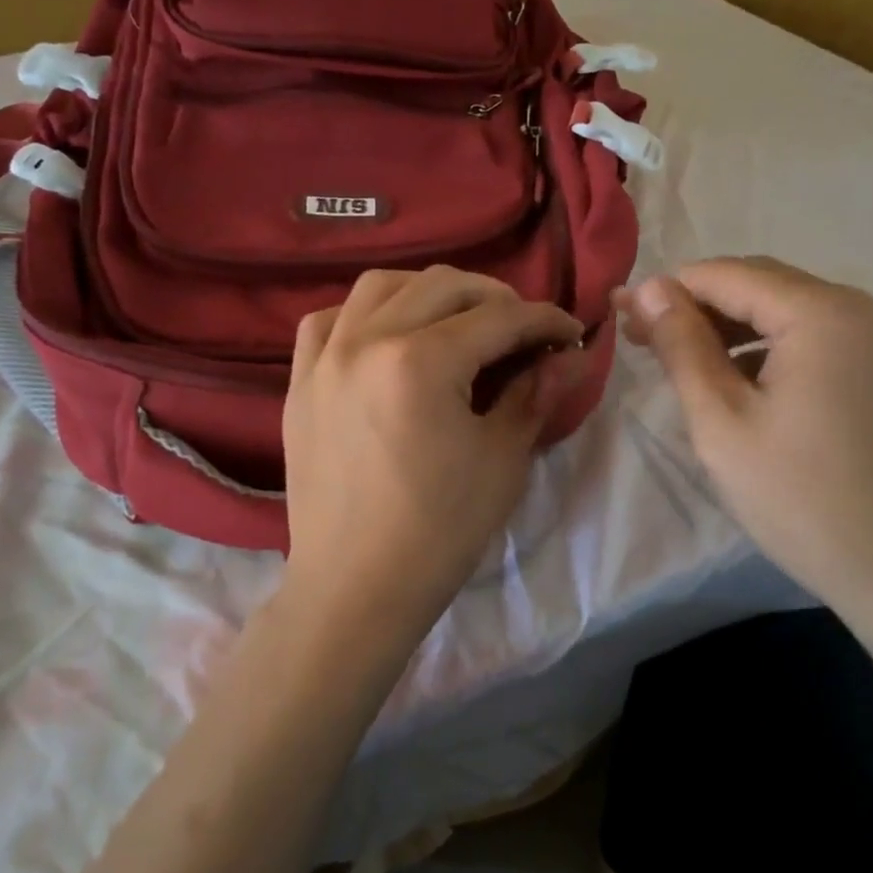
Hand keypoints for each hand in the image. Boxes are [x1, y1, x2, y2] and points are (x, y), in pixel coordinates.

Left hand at [281, 266, 587, 656]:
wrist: (356, 587)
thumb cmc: (439, 530)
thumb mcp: (502, 460)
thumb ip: (536, 392)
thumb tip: (572, 353)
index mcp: (420, 361)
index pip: (498, 317)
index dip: (544, 320)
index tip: (571, 332)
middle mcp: (365, 340)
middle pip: (442, 285)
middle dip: (495, 298)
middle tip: (522, 330)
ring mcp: (324, 358)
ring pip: (380, 287)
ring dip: (428, 292)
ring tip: (456, 321)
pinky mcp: (300, 382)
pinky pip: (326, 321)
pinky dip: (363, 315)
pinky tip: (383, 336)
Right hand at [618, 258, 872, 625]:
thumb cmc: (802, 501)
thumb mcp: (721, 422)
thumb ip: (682, 346)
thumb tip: (647, 288)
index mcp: (824, 313)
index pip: (727, 275)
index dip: (667, 290)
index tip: (620, 316)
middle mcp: (866, 308)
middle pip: (762, 286)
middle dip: (698, 308)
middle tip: (642, 340)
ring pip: (790, 312)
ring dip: (733, 329)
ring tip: (684, 364)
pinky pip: (820, 338)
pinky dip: (772, 349)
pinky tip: (743, 382)